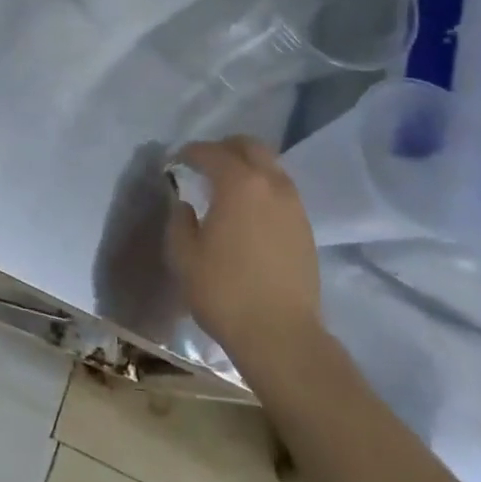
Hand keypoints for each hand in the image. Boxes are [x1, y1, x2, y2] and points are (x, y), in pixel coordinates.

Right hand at [168, 137, 322, 385]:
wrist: (280, 335)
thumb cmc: (224, 291)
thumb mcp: (183, 255)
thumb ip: (179, 221)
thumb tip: (186, 205)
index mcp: (238, 184)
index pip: (211, 152)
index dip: (190, 153)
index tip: (175, 162)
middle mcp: (271, 184)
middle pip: (250, 146)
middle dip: (224, 148)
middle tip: (204, 163)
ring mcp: (294, 206)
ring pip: (271, 167)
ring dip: (247, 167)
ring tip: (226, 186)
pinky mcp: (305, 228)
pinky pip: (282, 191)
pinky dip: (262, 188)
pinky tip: (248, 211)